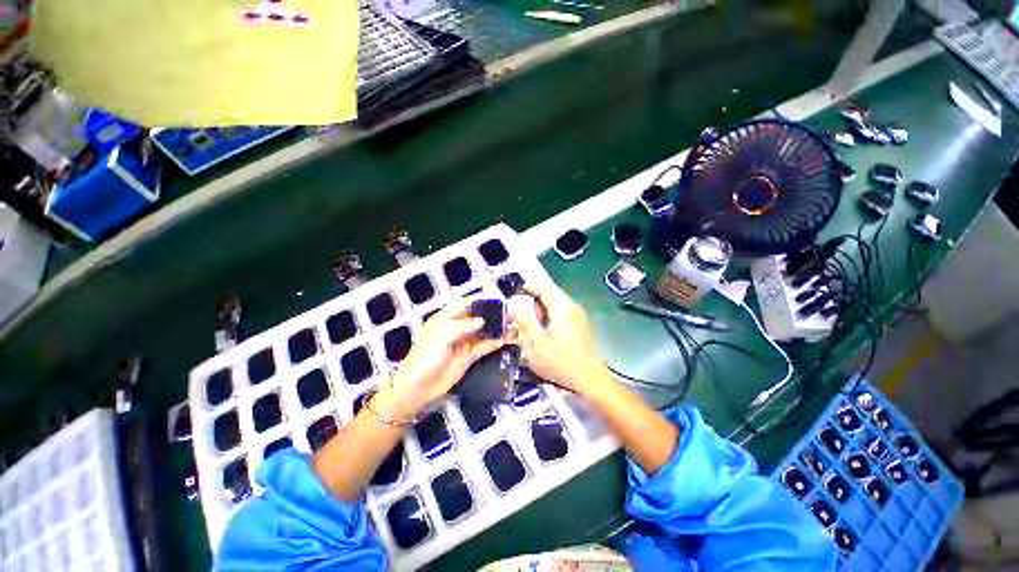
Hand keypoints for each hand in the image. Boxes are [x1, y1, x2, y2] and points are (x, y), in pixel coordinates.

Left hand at [377, 299, 505, 420]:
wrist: (419, 386)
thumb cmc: (426, 356)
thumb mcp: (441, 336)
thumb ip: (462, 326)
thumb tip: (482, 321)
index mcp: (445, 319)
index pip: (463, 304)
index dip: (477, 300)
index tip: (493, 297)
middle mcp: (455, 329)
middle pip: (475, 317)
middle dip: (490, 314)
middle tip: (507, 311)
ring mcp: (463, 343)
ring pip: (482, 332)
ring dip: (495, 328)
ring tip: (510, 324)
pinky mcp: (468, 356)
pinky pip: (483, 347)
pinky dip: (494, 343)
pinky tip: (505, 339)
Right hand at [508, 280, 608, 395]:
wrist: (589, 378)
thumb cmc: (561, 362)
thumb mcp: (536, 345)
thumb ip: (525, 325)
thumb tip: (516, 312)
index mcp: (561, 308)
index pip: (544, 288)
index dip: (530, 287)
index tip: (517, 291)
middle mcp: (572, 307)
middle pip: (551, 294)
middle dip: (535, 299)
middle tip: (521, 309)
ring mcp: (578, 316)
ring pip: (557, 304)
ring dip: (543, 308)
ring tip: (531, 320)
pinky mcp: (580, 325)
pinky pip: (562, 312)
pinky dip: (550, 315)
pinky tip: (544, 328)